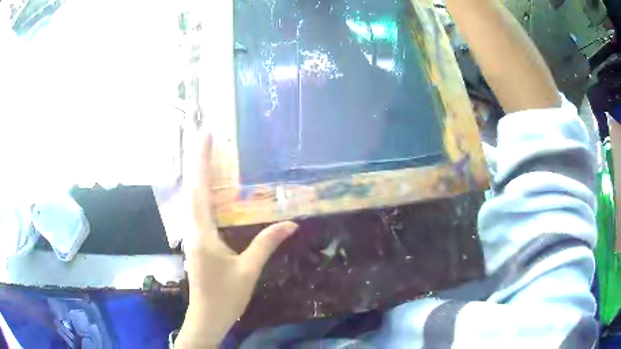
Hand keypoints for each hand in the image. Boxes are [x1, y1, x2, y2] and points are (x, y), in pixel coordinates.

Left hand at [176, 129, 298, 347]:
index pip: (199, 188)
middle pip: (191, 187)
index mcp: (202, 233)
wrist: (207, 316)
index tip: (205, 134)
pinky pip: (195, 209)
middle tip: (206, 136)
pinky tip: (208, 187)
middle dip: (196, 159)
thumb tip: (291, 223)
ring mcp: (191, 234)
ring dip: (196, 173)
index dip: (201, 159)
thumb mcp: (249, 270)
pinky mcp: (195, 241)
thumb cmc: (226, 296)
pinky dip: (200, 191)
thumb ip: (267, 243)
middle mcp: (192, 228)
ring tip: (206, 153)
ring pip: (190, 197)